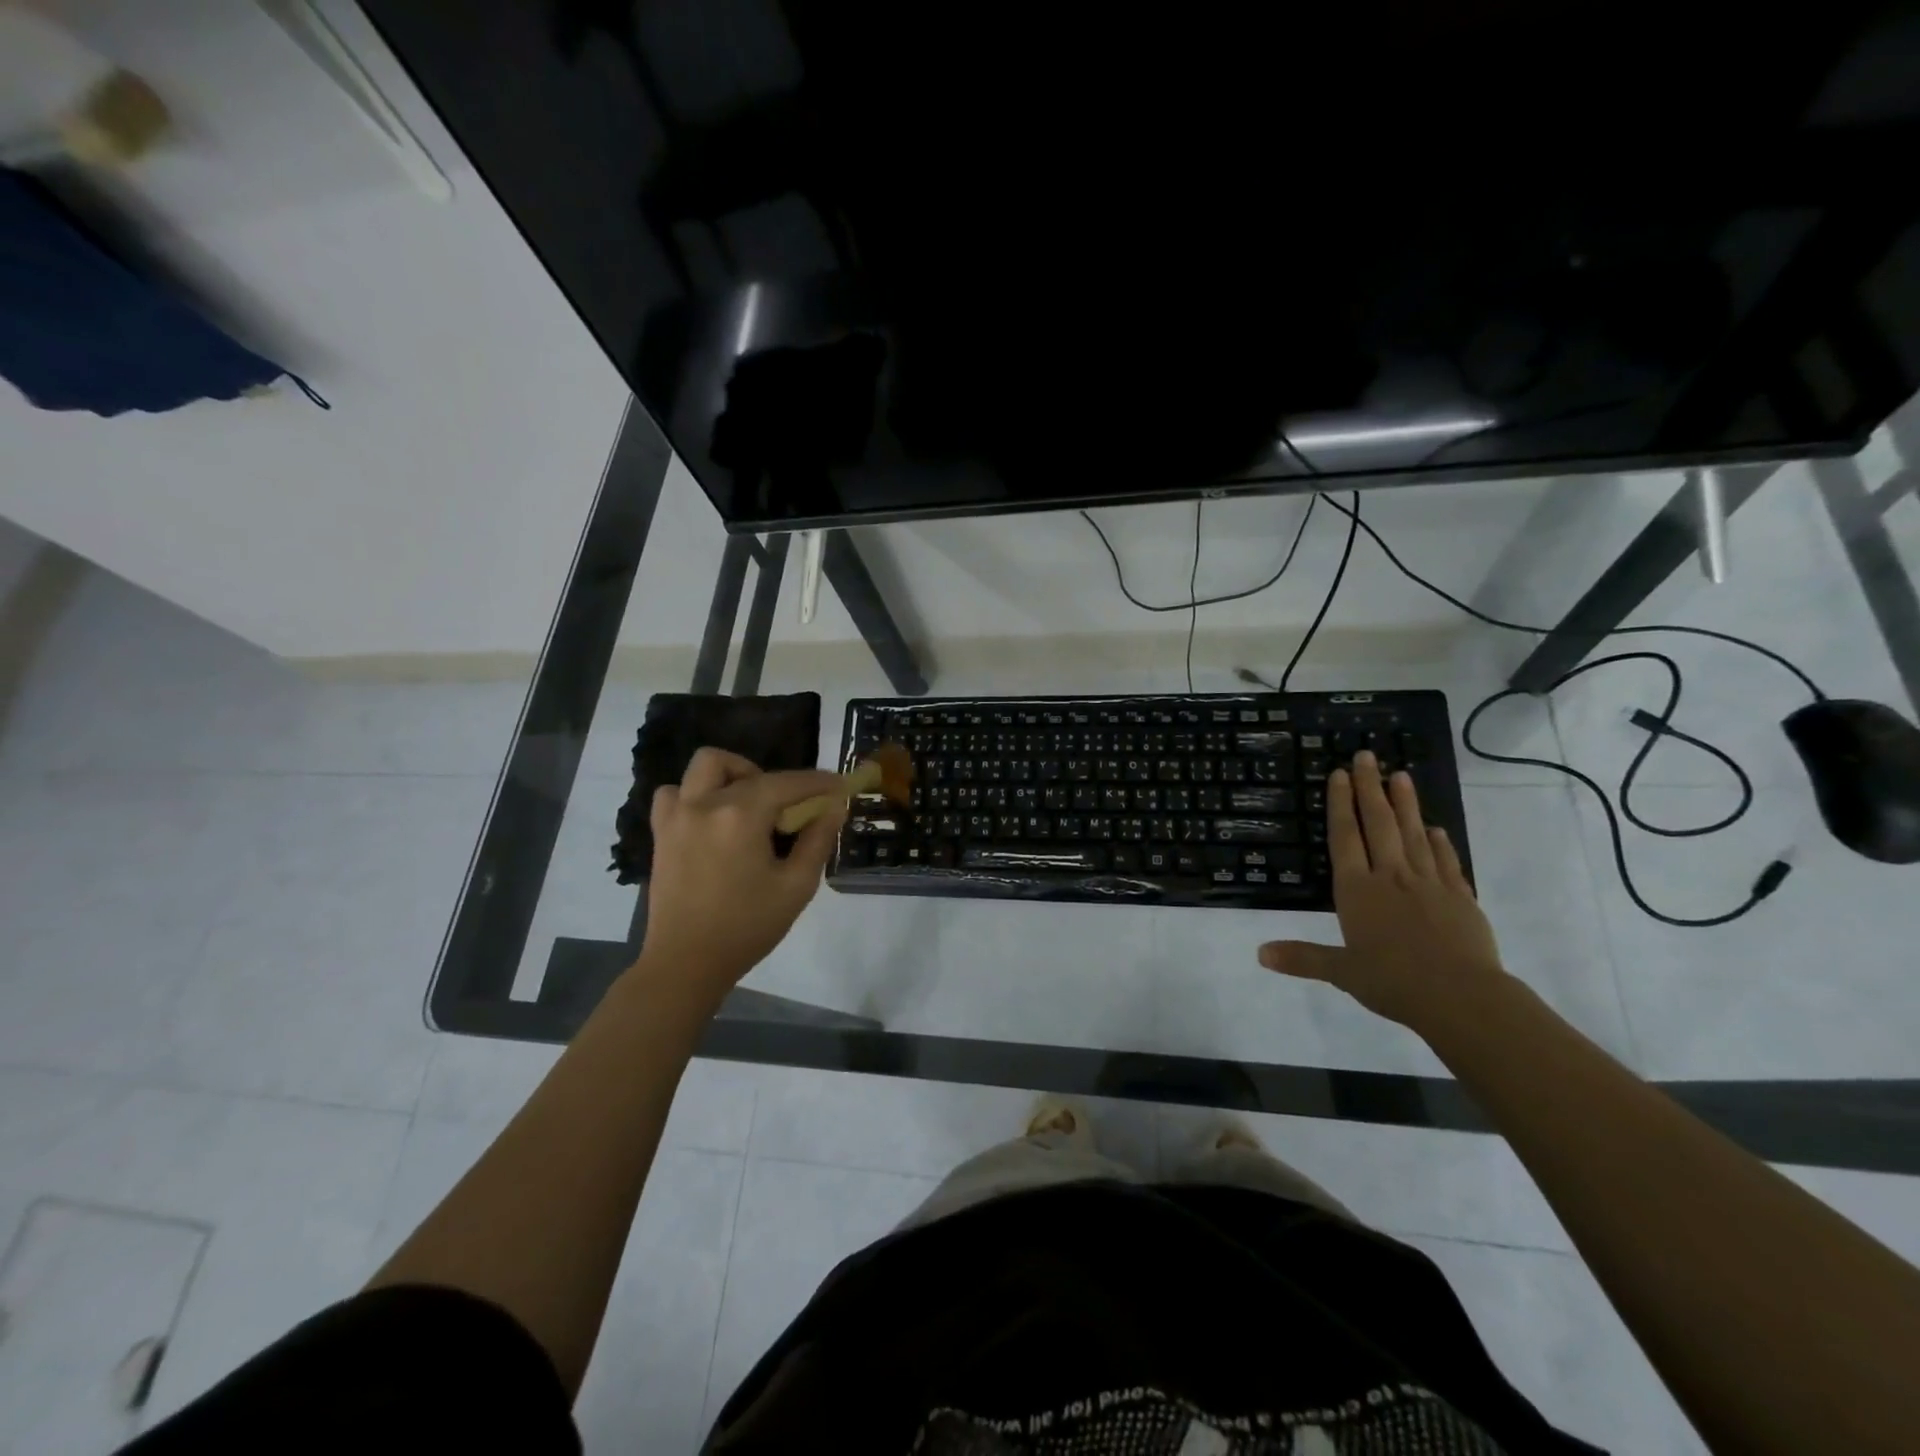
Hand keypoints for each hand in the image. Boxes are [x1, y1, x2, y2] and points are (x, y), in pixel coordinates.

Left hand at [640, 749, 846, 998]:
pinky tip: (712, 819)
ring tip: (747, 807)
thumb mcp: (796, 886)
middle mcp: (705, 804)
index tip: (839, 785)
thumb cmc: (747, 927)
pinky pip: (674, 794)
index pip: (787, 783)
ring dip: (731, 776)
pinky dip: (695, 795)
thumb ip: (818, 840)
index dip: (817, 782)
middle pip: (741, 767)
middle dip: (773, 778)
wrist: (686, 963)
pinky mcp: (661, 833)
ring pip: (703, 768)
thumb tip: (834, 807)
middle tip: (787, 808)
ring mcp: (677, 816)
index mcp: (740, 816)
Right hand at [1257, 751, 1508, 1031]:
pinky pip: (1446, 861)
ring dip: (1406, 803)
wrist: (1461, 998)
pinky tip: (1435, 828)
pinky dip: (1440, 842)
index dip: (1340, 804)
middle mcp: (1390, 877)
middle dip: (1370, 788)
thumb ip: (1302, 957)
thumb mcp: (1341, 972)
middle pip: (1378, 824)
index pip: (1345, 837)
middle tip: (1367, 756)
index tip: (1340, 775)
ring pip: (1414, 834)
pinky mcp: (1460, 897)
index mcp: (1357, 891)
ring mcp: (1428, 884)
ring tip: (1401, 775)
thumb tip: (1259, 953)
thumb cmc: (1393, 982)